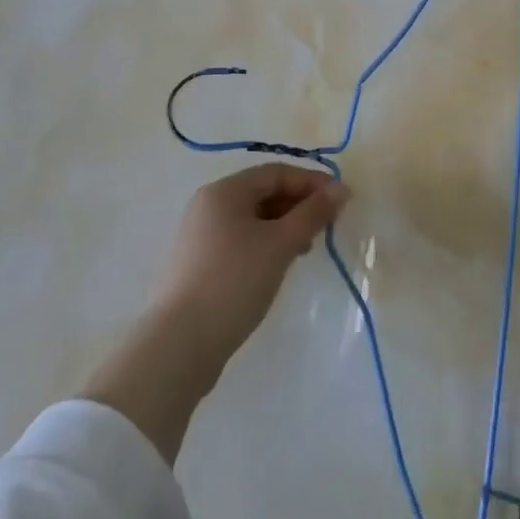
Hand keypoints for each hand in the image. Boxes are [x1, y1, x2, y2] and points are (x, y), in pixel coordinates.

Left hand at [82, 163, 346, 463]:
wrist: (178, 346)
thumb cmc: (234, 281)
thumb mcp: (281, 244)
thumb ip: (313, 213)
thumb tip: (341, 189)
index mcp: (224, 192)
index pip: (276, 172)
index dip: (311, 181)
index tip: (341, 199)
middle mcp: (208, 206)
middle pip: (262, 193)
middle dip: (298, 204)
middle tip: (327, 225)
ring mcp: (199, 237)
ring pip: (252, 219)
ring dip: (284, 226)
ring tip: (306, 249)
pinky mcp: (197, 266)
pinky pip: (239, 241)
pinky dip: (265, 245)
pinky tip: (278, 266)